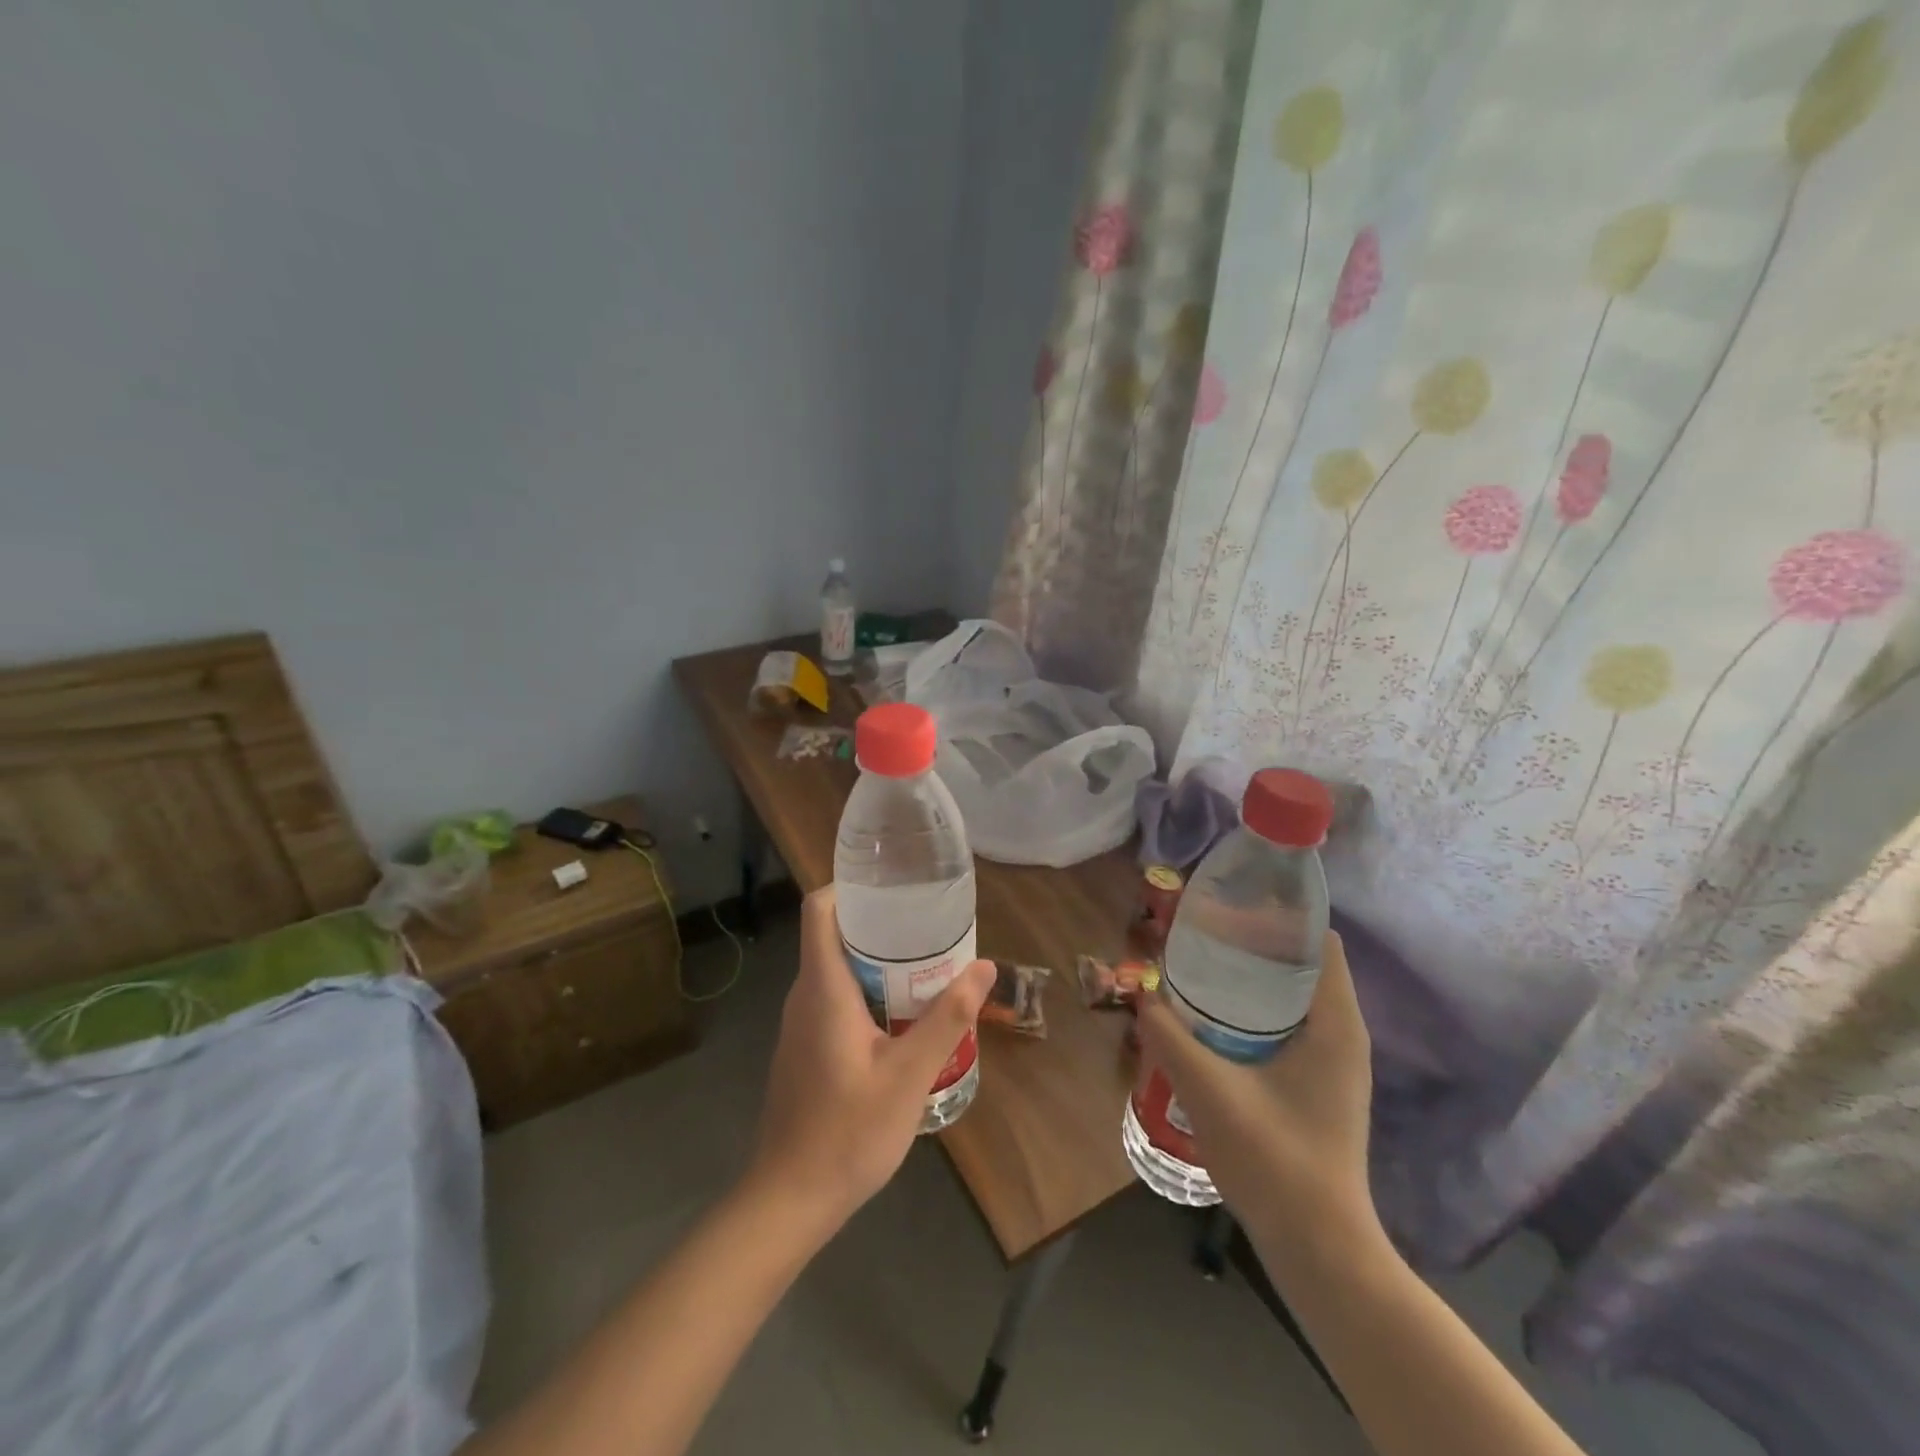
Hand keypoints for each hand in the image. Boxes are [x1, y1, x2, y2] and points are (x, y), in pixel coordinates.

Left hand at [747, 887, 993, 1231]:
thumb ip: (947, 1018)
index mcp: (823, 988)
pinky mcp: (806, 1047)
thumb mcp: (909, 1075)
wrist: (789, 1199)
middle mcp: (805, 995)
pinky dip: (868, 990)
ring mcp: (801, 1024)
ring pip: (837, 969)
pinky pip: (835, 998)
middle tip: (929, 924)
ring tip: (926, 963)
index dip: (848, 885)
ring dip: (877, 959)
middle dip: (879, 922)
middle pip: (834, 935)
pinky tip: (903, 1014)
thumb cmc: (847, 1132)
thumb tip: (985, 966)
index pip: (819, 910)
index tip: (892, 883)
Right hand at [1138, 930, 1374, 1240]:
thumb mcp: (1209, 1090)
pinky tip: (1214, 1017)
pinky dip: (1255, 1008)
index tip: (1229, 904)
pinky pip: (1289, 1024)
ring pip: (1294, 995)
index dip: (1279, 915)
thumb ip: (1169, 1036)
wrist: (1319, 1247)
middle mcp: (1342, 1033)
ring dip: (1252, 977)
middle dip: (1255, 942)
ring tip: (1201, 964)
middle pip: (1303, 963)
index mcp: (1334, 1024)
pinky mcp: (1319, 1083)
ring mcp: (1334, 1061)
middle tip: (1201, 931)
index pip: (1319, 941)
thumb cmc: (1275, 1160)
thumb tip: (1140, 993)